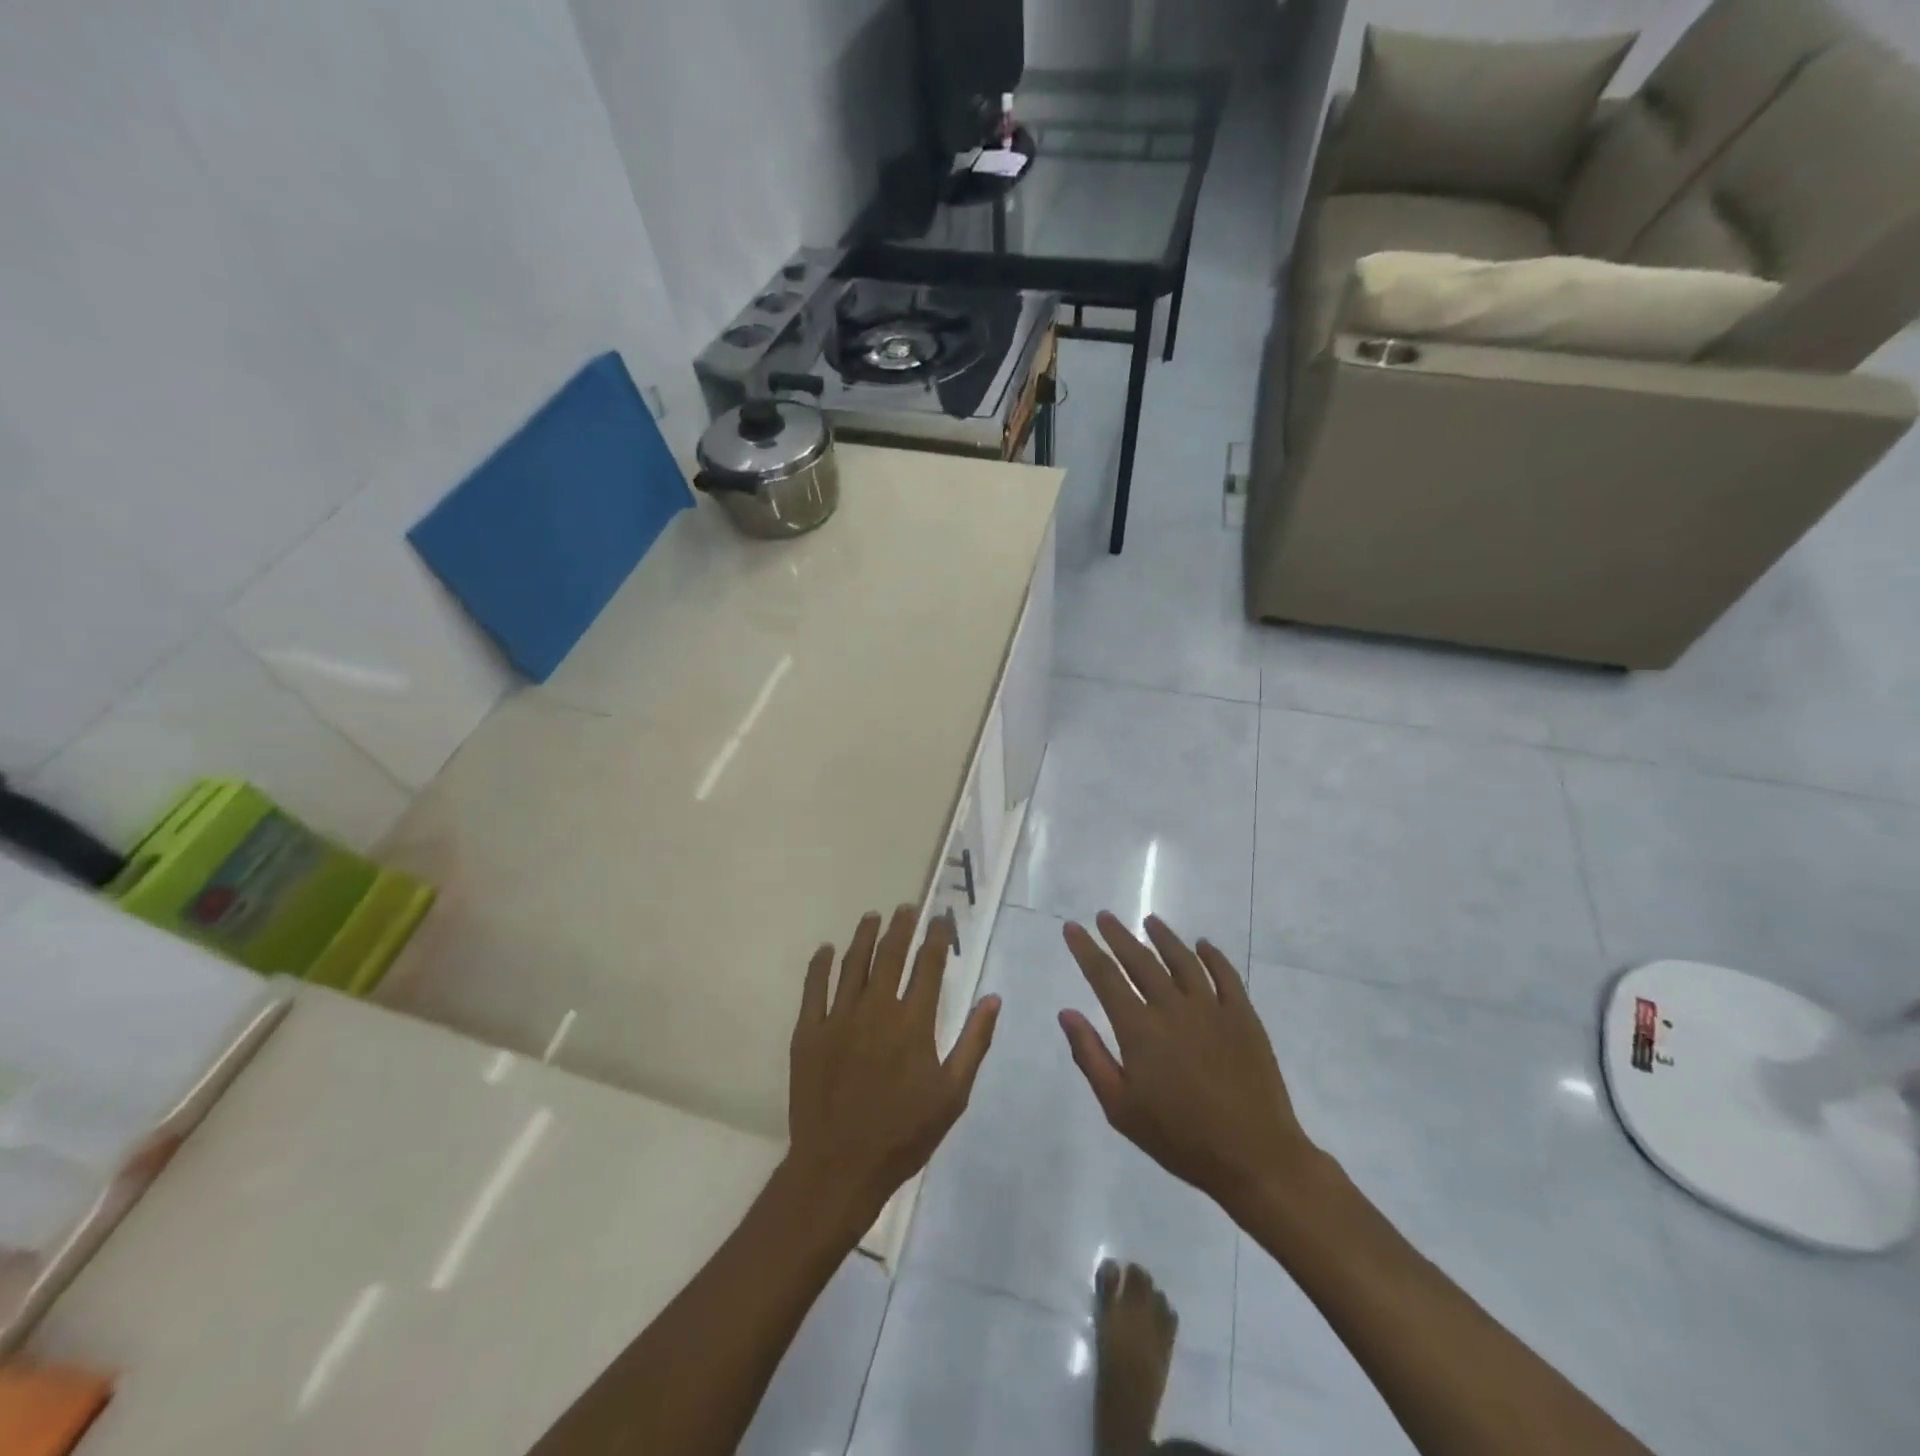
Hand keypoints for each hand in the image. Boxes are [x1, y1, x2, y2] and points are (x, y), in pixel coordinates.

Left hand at [788, 906, 999, 1225]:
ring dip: (864, 936)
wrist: (840, 1166)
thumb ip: (974, 1042)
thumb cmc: (904, 1133)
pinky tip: (826, 949)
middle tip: (906, 907)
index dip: (936, 937)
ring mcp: (839, 1018)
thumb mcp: (953, 1094)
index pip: (928, 965)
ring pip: (853, 963)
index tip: (942, 919)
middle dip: (901, 926)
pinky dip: (820, 965)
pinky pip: (814, 988)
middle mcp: (877, 1009)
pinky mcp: (809, 1032)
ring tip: (873, 916)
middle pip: (890, 955)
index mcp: (913, 1022)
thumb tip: (993, 998)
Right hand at [1059, 912, 1321, 1212]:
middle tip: (1104, 917)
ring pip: (1182, 959)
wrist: (1254, 1156)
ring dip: (1164, 937)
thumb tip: (1066, 1013)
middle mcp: (1172, 1007)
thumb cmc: (1179, 1138)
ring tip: (1150, 921)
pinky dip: (1212, 955)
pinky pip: (1225, 975)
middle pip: (1140, 960)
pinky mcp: (1243, 1016)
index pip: (1104, 976)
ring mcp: (1212, 1008)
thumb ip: (1090, 1056)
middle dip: (1118, 935)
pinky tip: (1203, 945)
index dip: (1085, 949)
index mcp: (1139, 1028)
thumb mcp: (1120, 1108)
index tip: (1072, 927)